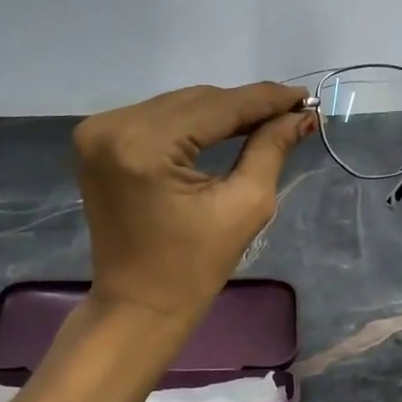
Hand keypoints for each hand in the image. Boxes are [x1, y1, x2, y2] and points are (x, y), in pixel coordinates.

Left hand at [73, 81, 315, 326]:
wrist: (138, 305)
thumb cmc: (194, 267)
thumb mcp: (244, 206)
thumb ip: (271, 150)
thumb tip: (300, 116)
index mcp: (144, 145)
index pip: (217, 107)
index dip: (265, 99)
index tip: (305, 97)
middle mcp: (113, 126)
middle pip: (196, 101)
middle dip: (245, 105)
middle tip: (291, 111)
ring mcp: (98, 131)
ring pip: (178, 105)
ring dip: (221, 111)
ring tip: (265, 118)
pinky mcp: (96, 141)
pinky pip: (157, 118)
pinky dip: (192, 122)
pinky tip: (225, 126)